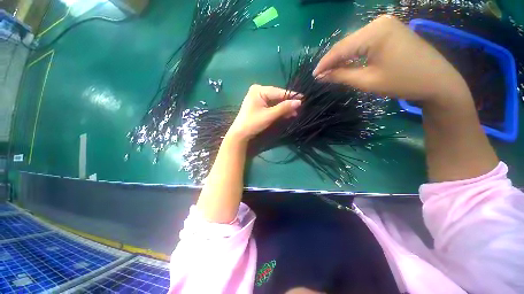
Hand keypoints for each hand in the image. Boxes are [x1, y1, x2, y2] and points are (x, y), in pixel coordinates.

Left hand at [227, 85, 301, 140]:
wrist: (240, 134)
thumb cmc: (253, 123)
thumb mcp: (269, 115)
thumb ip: (284, 108)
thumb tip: (299, 102)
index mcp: (259, 90)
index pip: (278, 92)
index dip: (291, 96)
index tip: (304, 98)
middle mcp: (258, 91)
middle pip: (277, 96)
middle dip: (288, 103)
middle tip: (299, 108)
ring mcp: (258, 98)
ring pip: (275, 102)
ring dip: (284, 108)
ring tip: (295, 113)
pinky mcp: (259, 105)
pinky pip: (271, 106)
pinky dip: (278, 110)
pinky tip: (287, 114)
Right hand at [313, 15, 470, 102]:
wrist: (437, 81)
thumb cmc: (402, 82)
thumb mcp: (367, 81)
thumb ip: (341, 76)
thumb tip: (321, 76)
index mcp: (374, 32)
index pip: (340, 48)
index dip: (324, 63)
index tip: (313, 76)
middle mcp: (378, 22)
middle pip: (346, 43)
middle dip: (332, 61)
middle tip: (320, 75)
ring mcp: (385, 24)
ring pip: (354, 42)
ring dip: (341, 57)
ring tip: (330, 72)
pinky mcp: (389, 30)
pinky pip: (364, 42)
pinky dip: (353, 54)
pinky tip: (346, 63)